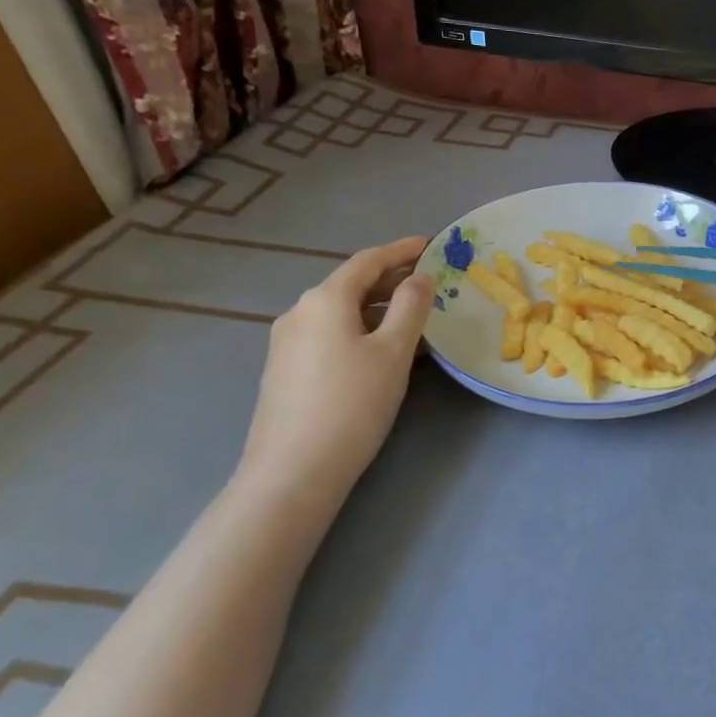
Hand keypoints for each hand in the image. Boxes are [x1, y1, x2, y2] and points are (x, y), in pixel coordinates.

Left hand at [236, 236, 434, 499]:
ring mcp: (287, 343)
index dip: (401, 250)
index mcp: (324, 299)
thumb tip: (419, 277)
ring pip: (340, 311)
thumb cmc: (352, 404)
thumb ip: (410, 307)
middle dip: (390, 278)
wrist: (292, 472)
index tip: (430, 244)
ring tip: (412, 316)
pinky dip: (359, 328)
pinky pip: (329, 334)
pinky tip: (379, 349)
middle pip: (351, 284)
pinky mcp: (285, 370)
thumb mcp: (393, 352)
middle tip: (428, 281)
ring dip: (376, 306)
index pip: (368, 261)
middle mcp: (299, 312)